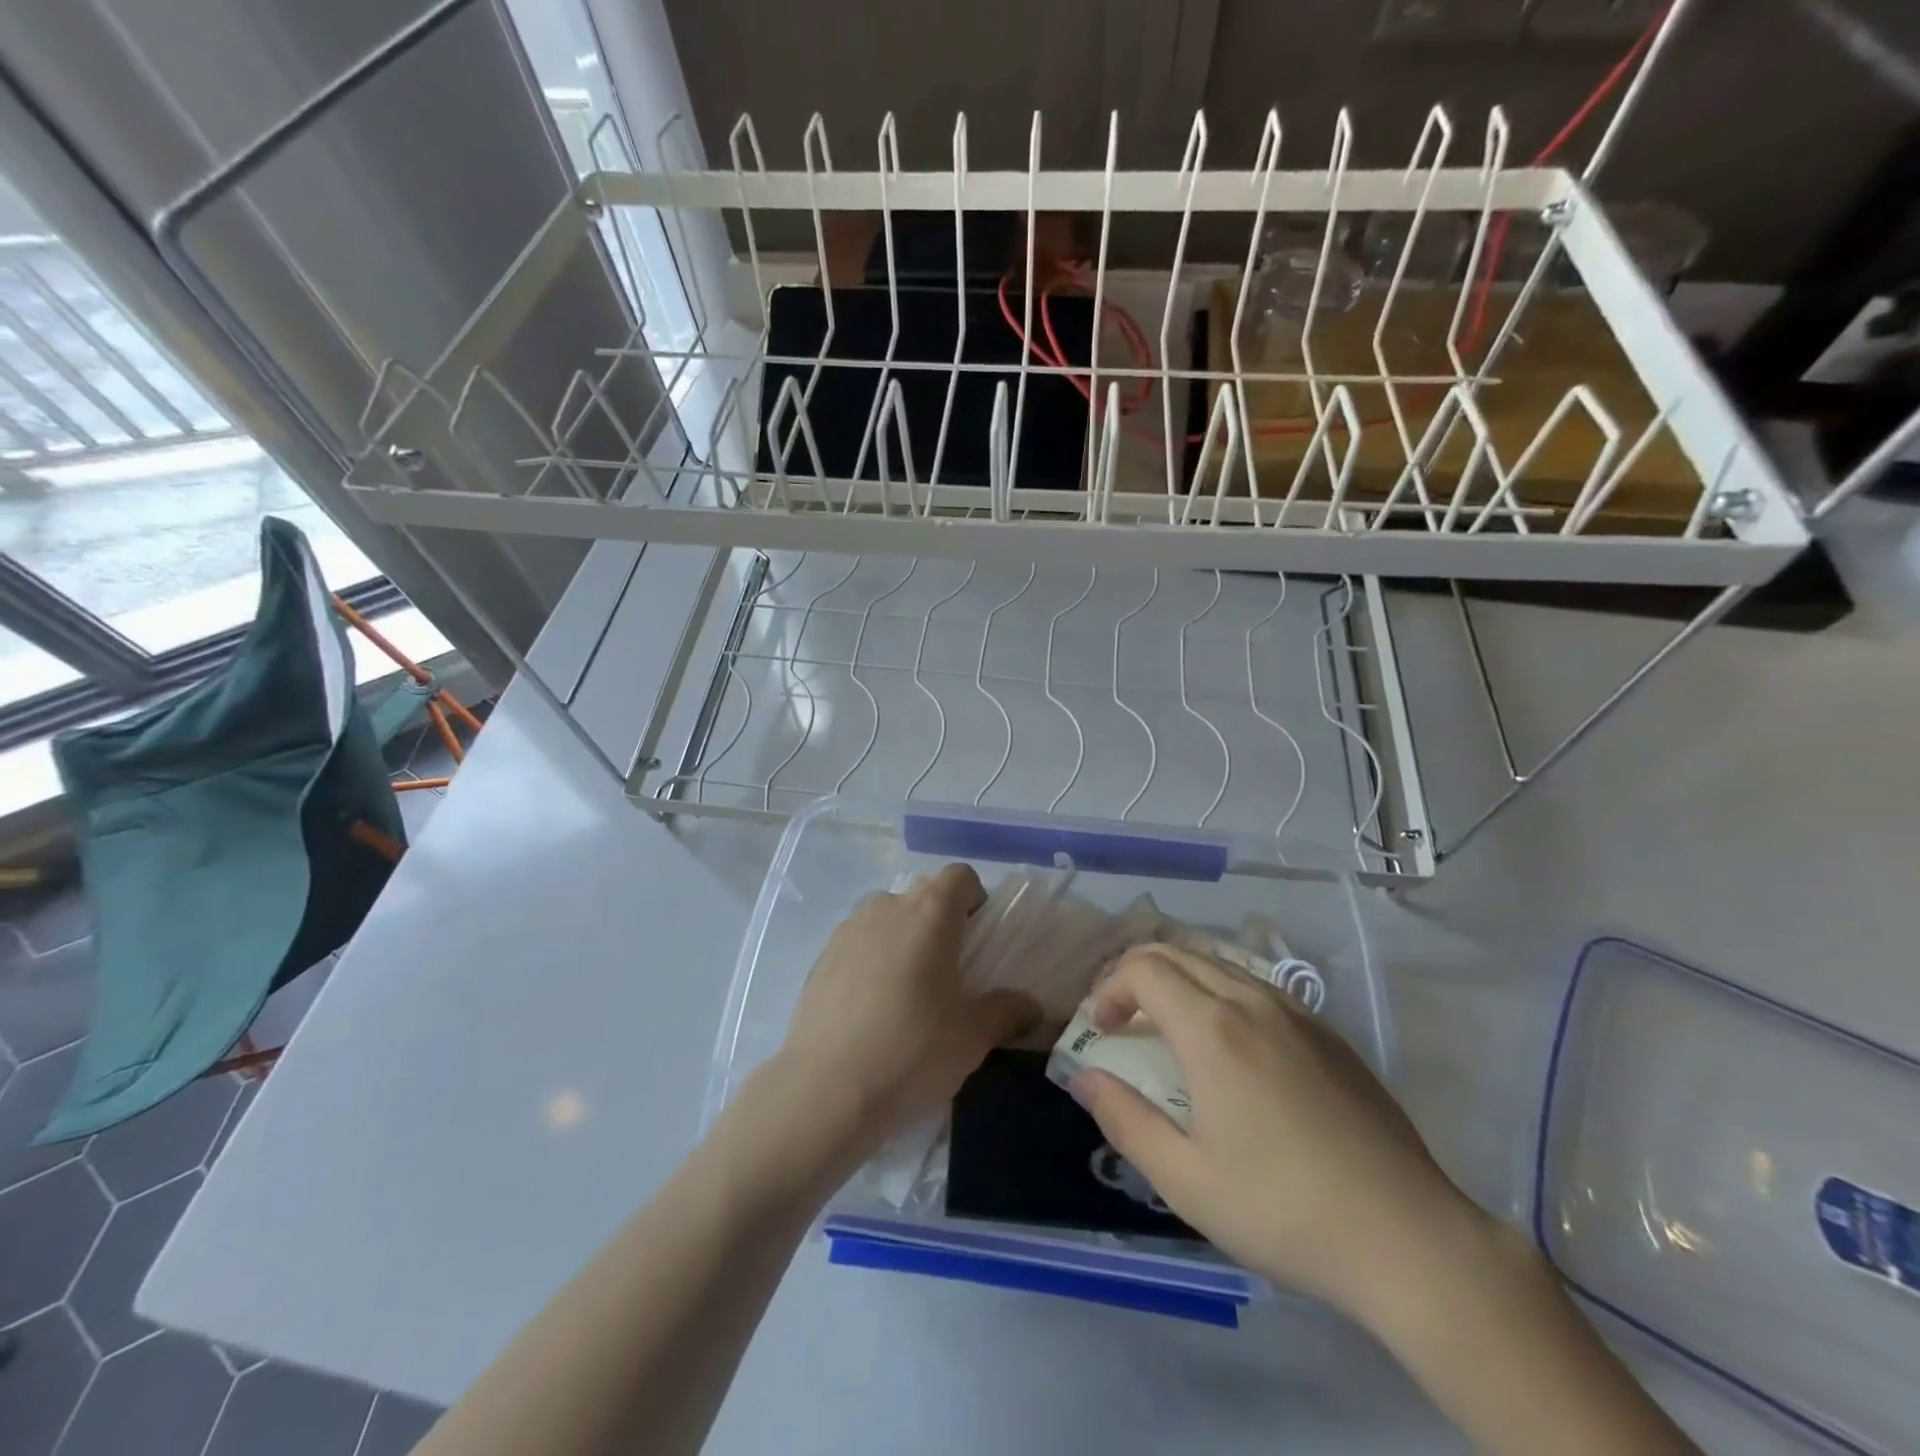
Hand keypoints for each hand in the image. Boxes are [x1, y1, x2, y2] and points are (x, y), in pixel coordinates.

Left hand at [772, 863, 1035, 1160]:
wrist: (824, 1091)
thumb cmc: (911, 1051)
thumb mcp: (972, 1037)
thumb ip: (1007, 1012)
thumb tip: (1031, 1007)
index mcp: (929, 912)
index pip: (960, 876)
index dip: (975, 900)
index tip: (978, 941)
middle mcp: (887, 907)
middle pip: (924, 895)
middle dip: (941, 923)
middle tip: (950, 974)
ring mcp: (848, 930)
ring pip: (888, 919)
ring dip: (905, 940)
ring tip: (908, 994)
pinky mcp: (821, 958)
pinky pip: (859, 944)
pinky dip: (873, 961)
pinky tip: (872, 1011)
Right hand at [1069, 943, 1479, 1318]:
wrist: (1409, 1238)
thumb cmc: (1284, 1211)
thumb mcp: (1185, 1180)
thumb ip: (1124, 1120)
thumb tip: (1085, 1077)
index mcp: (1212, 1030)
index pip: (1143, 970)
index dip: (1109, 988)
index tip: (1101, 1029)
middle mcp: (1252, 1002)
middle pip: (1179, 953)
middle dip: (1136, 973)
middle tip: (1121, 1018)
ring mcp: (1296, 1013)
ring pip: (1220, 964)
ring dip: (1179, 980)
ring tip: (1167, 1025)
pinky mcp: (1328, 1033)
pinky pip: (1258, 987)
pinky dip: (1220, 993)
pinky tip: (1230, 1044)